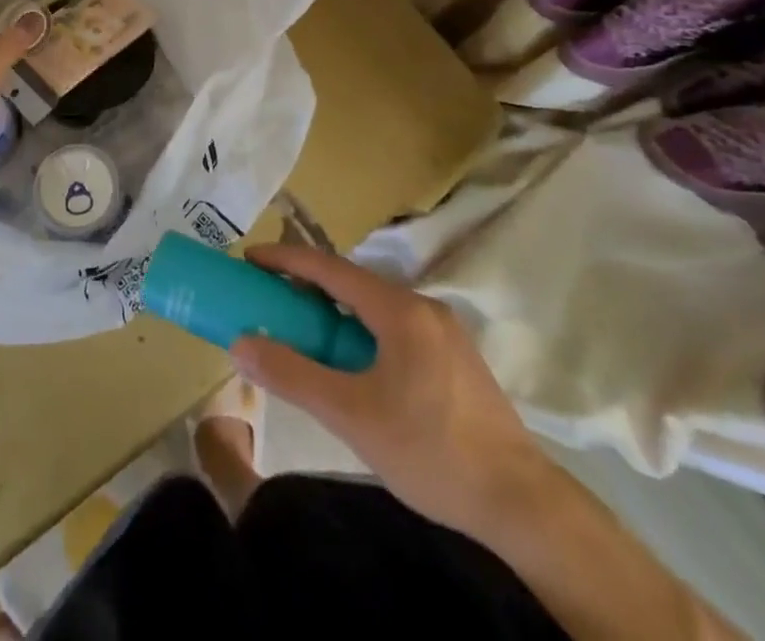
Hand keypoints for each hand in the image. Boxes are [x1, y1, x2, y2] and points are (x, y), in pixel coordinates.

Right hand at [229, 244, 553, 539]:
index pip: (329, 267)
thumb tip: (241, 344)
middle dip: (307, 285)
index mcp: (398, 309)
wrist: (523, 506)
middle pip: (353, 282)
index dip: (285, 258)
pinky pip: (395, 326)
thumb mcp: (351, 415)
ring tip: (304, 331)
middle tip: (270, 298)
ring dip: (335, 310)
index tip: (250, 258)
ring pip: (375, 306)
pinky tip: (352, 362)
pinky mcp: (456, 359)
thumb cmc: (431, 451)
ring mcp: (444, 332)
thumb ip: (293, 375)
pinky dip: (361, 329)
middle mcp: (423, 307)